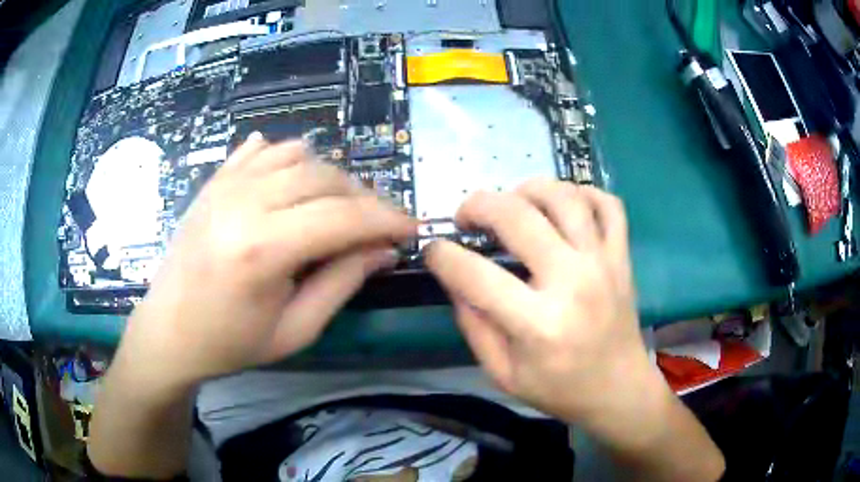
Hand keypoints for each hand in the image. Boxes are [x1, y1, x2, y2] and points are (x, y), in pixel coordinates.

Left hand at [119, 137, 416, 386]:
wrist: (169, 331)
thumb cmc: (230, 343)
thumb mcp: (295, 330)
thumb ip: (342, 284)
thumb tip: (383, 250)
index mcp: (262, 248)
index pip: (344, 216)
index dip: (387, 219)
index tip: (411, 229)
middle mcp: (244, 202)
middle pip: (325, 177)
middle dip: (364, 198)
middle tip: (376, 226)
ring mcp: (226, 185)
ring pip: (298, 154)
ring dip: (330, 177)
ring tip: (337, 208)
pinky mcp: (215, 182)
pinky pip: (263, 151)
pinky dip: (291, 159)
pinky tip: (296, 182)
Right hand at [425, 179, 659, 435]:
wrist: (619, 391)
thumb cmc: (559, 390)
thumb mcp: (503, 374)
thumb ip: (473, 326)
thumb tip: (453, 280)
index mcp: (538, 324)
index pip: (475, 275)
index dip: (442, 256)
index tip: (434, 251)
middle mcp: (572, 282)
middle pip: (518, 217)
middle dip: (478, 205)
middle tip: (465, 217)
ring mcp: (603, 263)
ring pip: (565, 198)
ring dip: (528, 189)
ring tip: (512, 202)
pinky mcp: (622, 258)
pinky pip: (609, 205)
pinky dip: (584, 192)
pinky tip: (564, 204)